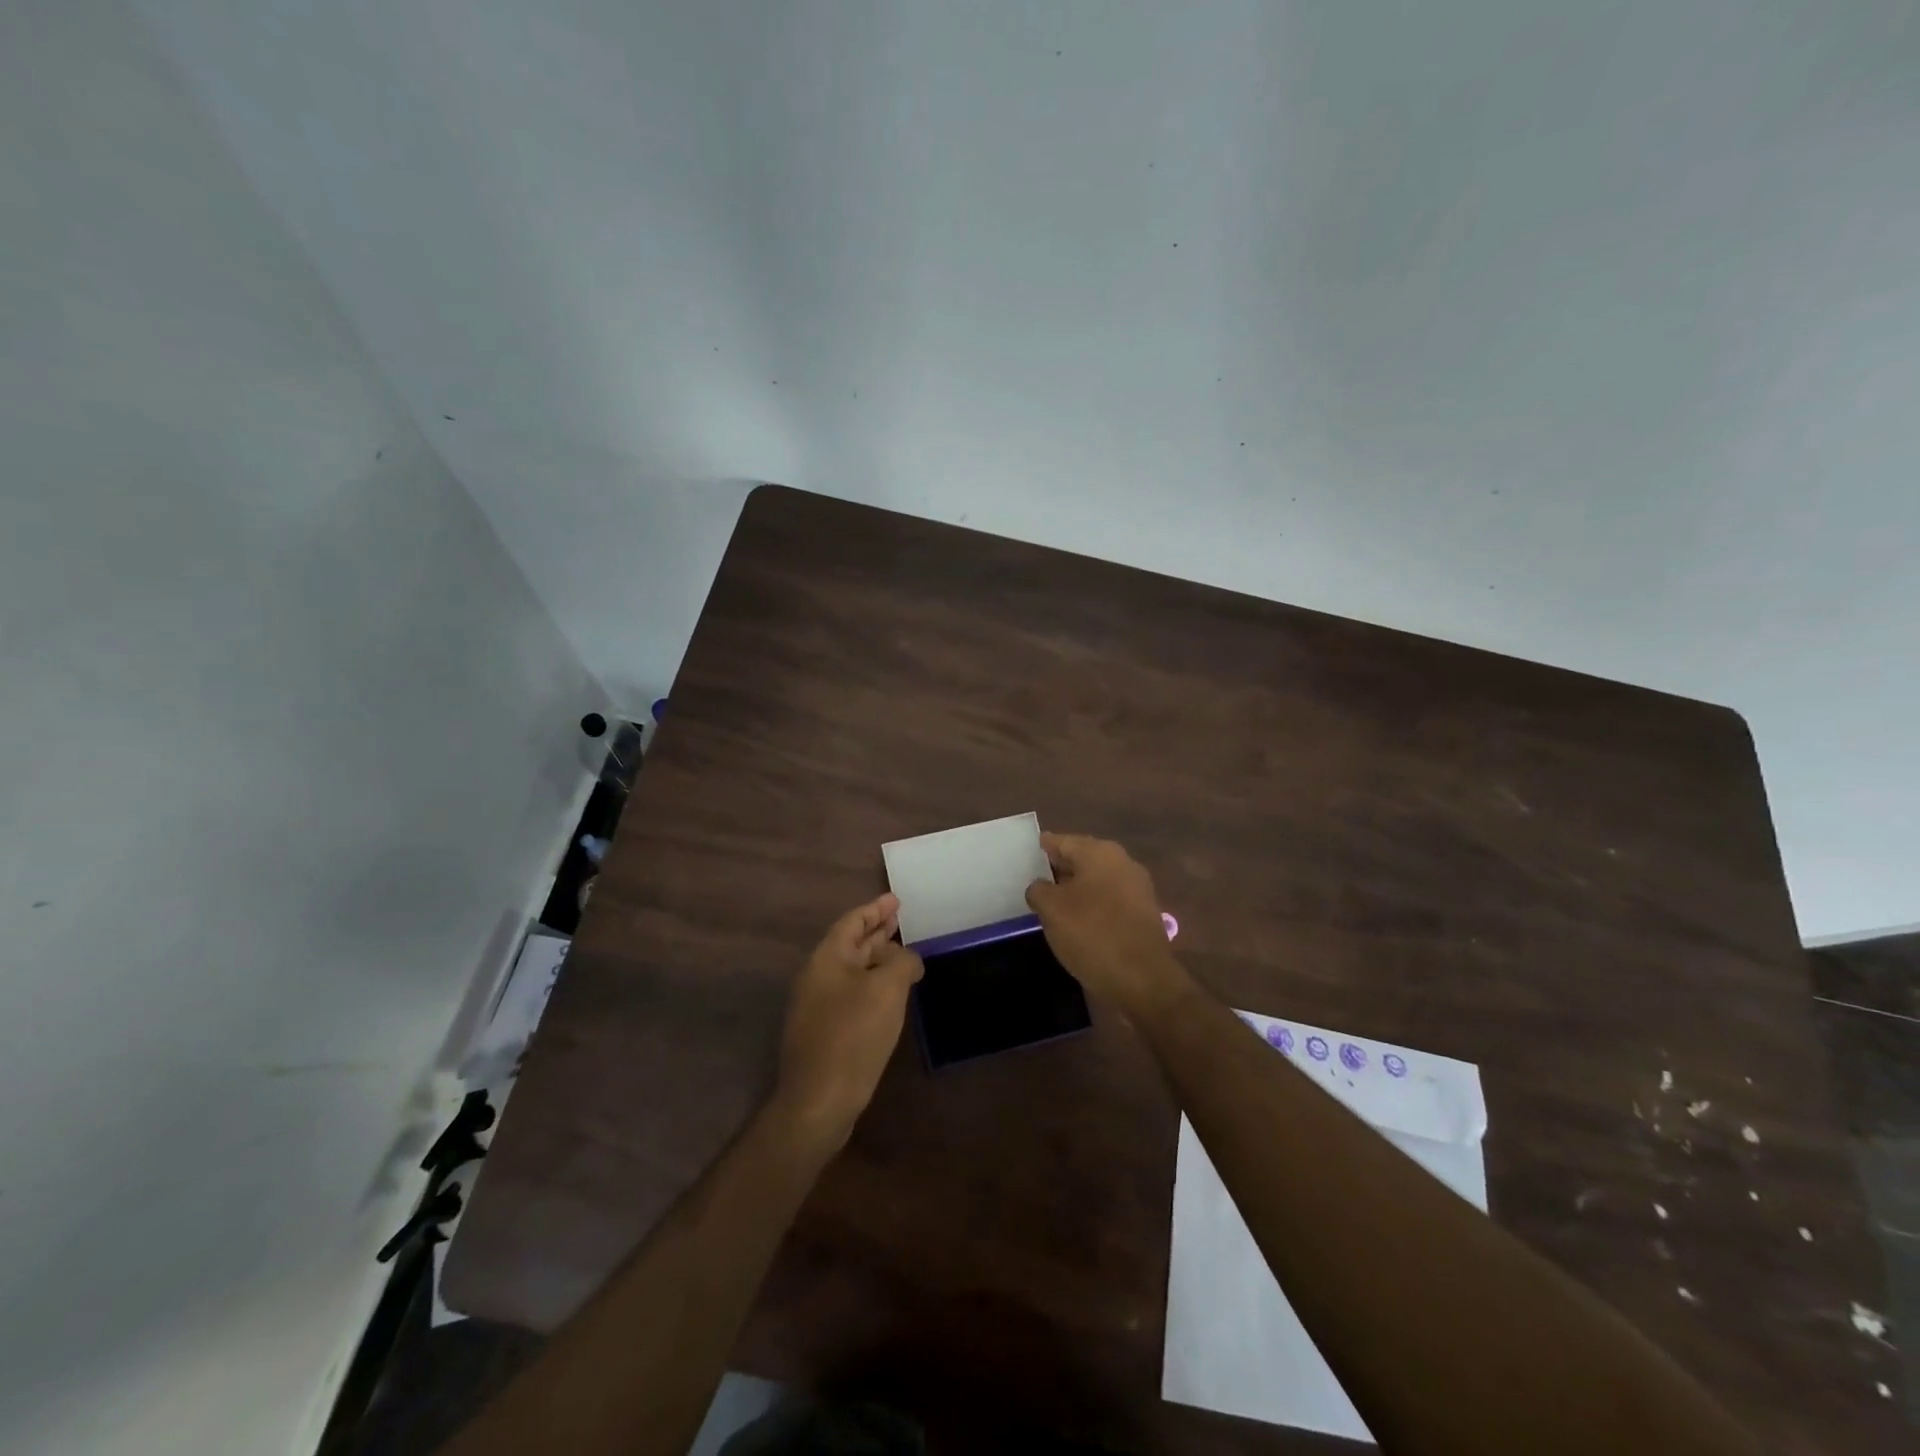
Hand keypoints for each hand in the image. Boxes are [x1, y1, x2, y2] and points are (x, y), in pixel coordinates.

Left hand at [773, 893, 922, 1147]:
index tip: (896, 900)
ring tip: (901, 954)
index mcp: (827, 958)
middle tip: (900, 920)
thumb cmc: (853, 1035)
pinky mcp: (823, 1031)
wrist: (819, 1101)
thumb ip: (902, 962)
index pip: (852, 922)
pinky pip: (851, 993)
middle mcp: (817, 976)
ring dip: (875, 959)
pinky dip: (871, 984)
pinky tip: (890, 995)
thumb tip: (908, 959)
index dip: (875, 909)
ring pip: (851, 970)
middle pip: (850, 944)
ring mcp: (817, 1006)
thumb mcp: (887, 990)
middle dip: (876, 931)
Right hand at [1026, 833, 1187, 1018]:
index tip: (1026, 854)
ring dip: (1076, 888)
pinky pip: (1109, 900)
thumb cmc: (1092, 934)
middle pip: (1082, 858)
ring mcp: (1136, 888)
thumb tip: (1040, 887)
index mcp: (1099, 852)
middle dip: (1059, 868)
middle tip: (1034, 879)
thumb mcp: (1051, 910)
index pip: (1062, 841)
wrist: (1143, 979)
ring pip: (1096, 880)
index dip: (1043, 847)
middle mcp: (1121, 862)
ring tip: (1051, 903)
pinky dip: (1092, 905)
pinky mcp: (1143, 913)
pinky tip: (1077, 921)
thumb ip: (1039, 890)